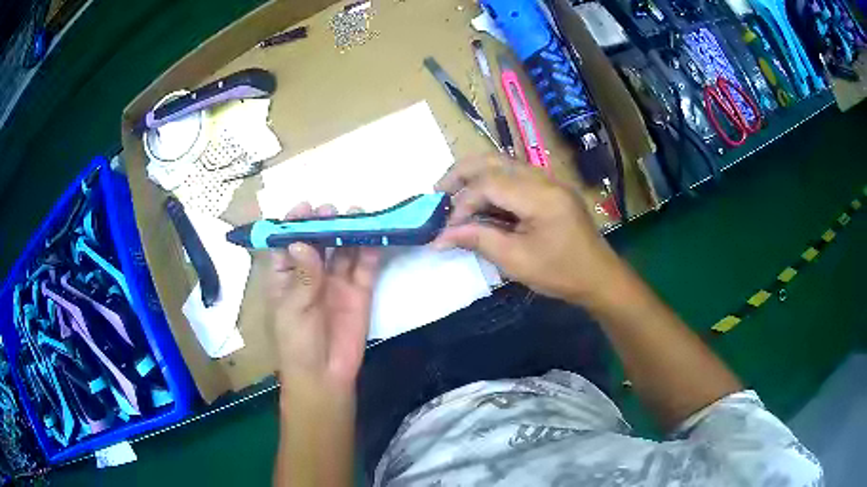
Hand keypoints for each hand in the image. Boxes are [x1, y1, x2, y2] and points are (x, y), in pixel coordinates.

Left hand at [268, 203, 380, 389]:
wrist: (325, 374)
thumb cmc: (296, 342)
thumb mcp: (292, 309)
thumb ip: (302, 276)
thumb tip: (303, 242)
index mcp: (286, 276)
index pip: (288, 242)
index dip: (294, 224)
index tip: (304, 207)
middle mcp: (311, 273)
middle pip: (318, 241)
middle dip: (324, 223)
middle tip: (331, 211)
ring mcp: (337, 281)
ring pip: (343, 249)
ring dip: (349, 231)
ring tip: (355, 214)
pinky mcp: (360, 291)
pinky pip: (365, 266)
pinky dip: (370, 250)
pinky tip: (374, 235)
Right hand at [433, 154, 621, 304]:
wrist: (599, 276)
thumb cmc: (560, 273)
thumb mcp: (516, 261)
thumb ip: (478, 240)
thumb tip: (440, 237)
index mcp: (540, 196)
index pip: (489, 182)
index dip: (463, 201)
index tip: (448, 226)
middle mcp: (545, 179)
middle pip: (494, 160)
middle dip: (462, 172)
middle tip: (438, 190)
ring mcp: (550, 180)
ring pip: (504, 162)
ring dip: (476, 173)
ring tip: (454, 191)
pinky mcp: (551, 188)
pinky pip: (516, 174)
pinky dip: (493, 181)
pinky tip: (481, 197)